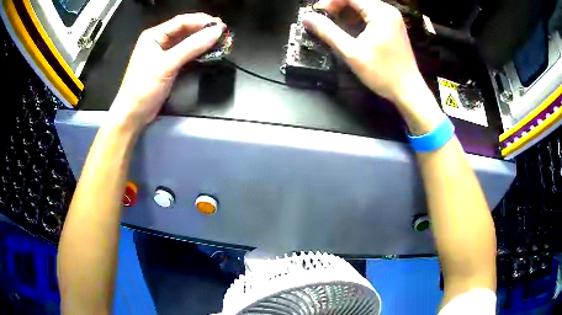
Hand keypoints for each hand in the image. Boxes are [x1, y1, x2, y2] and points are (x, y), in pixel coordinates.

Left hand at [109, 13, 225, 130]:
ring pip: (187, 41)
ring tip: (221, 42)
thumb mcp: (166, 66)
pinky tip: (209, 51)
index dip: (202, 21)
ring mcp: (164, 53)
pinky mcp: (169, 65)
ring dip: (203, 40)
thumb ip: (191, 47)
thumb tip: (216, 32)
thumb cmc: (143, 89)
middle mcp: (159, 41)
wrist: (133, 115)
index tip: (221, 26)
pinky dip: (198, 51)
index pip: (181, 21)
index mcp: (154, 36)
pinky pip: (186, 53)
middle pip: (185, 29)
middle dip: (204, 30)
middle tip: (223, 34)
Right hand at [304, 0, 444, 133]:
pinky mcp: (393, 26)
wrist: (408, 91)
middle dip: (337, 5)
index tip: (318, 14)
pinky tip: (351, 28)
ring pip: (363, 5)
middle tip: (324, 19)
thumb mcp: (351, 52)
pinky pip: (372, 14)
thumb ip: (328, 32)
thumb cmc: (382, 73)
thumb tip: (307, 18)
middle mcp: (388, 11)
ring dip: (347, 11)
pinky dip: (358, 17)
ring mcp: (393, 18)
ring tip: (335, 24)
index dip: (330, 2)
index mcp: (380, 12)